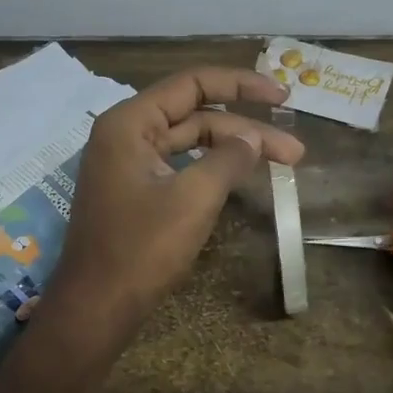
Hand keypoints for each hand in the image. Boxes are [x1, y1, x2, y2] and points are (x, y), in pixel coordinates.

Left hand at [50, 68, 304, 342]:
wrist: (97, 307)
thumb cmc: (141, 249)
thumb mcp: (194, 198)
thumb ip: (228, 159)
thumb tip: (253, 139)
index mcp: (130, 123)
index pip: (193, 84)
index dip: (242, 85)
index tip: (283, 97)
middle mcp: (126, 134)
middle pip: (196, 115)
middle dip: (247, 130)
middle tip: (295, 152)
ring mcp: (128, 165)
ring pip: (190, 143)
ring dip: (234, 151)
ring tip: (283, 164)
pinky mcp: (135, 192)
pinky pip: (180, 167)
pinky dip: (212, 169)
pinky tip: (242, 178)